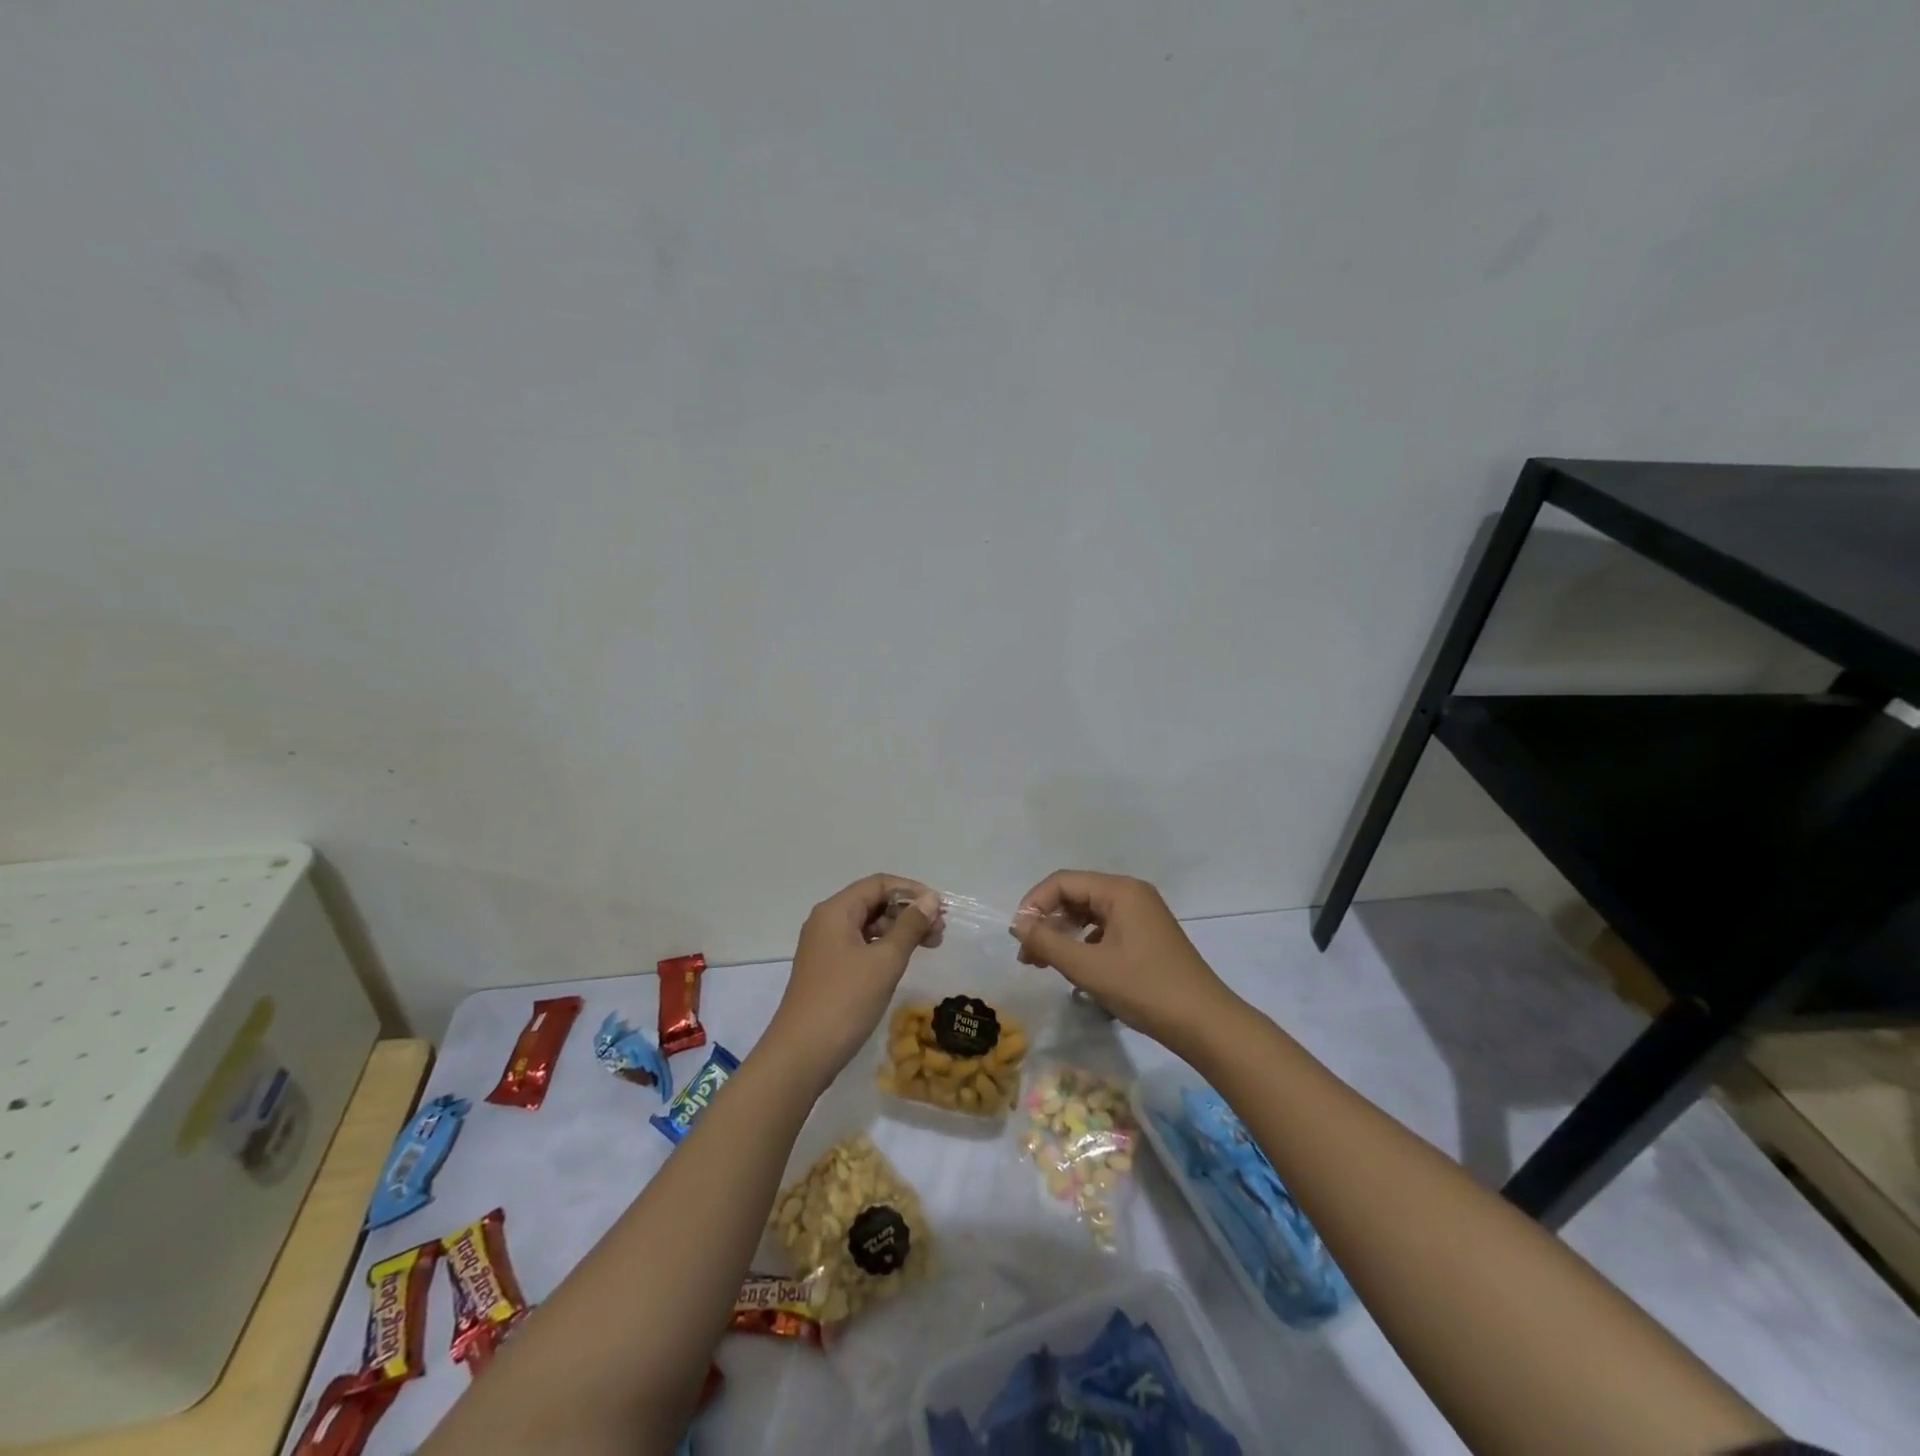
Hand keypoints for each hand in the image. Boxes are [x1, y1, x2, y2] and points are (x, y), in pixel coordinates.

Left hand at [763, 875, 941, 1090]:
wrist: (801, 1055)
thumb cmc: (845, 1001)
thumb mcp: (885, 961)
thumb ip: (910, 926)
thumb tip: (930, 899)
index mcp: (836, 911)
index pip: (878, 884)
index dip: (912, 891)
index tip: (940, 909)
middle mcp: (827, 922)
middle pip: (873, 902)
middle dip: (908, 912)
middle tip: (939, 932)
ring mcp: (825, 947)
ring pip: (868, 925)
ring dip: (899, 931)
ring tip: (930, 946)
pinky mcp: (828, 970)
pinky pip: (861, 946)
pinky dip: (885, 948)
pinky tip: (903, 962)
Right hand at [1010, 871, 1238, 1050]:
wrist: (1204, 1023)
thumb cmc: (1144, 989)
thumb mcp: (1088, 967)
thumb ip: (1048, 942)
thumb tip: (1018, 924)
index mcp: (1120, 890)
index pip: (1063, 882)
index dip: (1034, 904)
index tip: (1018, 936)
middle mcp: (1131, 894)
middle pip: (1076, 895)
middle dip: (1047, 921)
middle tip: (1027, 955)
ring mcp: (1142, 915)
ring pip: (1089, 914)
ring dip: (1063, 934)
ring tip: (1042, 964)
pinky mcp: (1146, 936)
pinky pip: (1105, 929)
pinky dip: (1083, 944)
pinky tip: (1075, 968)